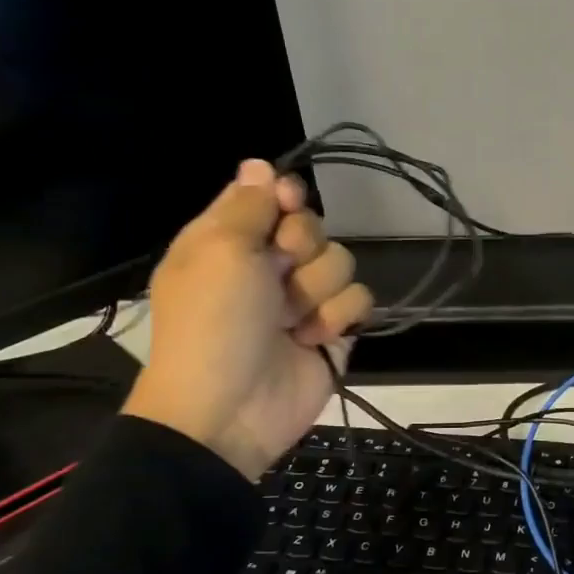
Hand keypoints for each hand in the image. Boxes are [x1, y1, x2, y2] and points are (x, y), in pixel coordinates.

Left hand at [123, 159, 372, 480]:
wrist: (229, 410)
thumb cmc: (214, 323)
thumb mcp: (219, 251)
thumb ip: (247, 205)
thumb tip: (260, 163)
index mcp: (230, 241)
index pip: (271, 197)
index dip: (285, 197)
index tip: (287, 203)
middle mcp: (268, 265)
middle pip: (313, 227)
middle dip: (303, 248)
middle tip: (278, 273)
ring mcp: (303, 299)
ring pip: (341, 262)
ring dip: (318, 290)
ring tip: (291, 320)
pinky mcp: (333, 330)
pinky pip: (359, 300)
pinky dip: (338, 318)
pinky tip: (312, 339)